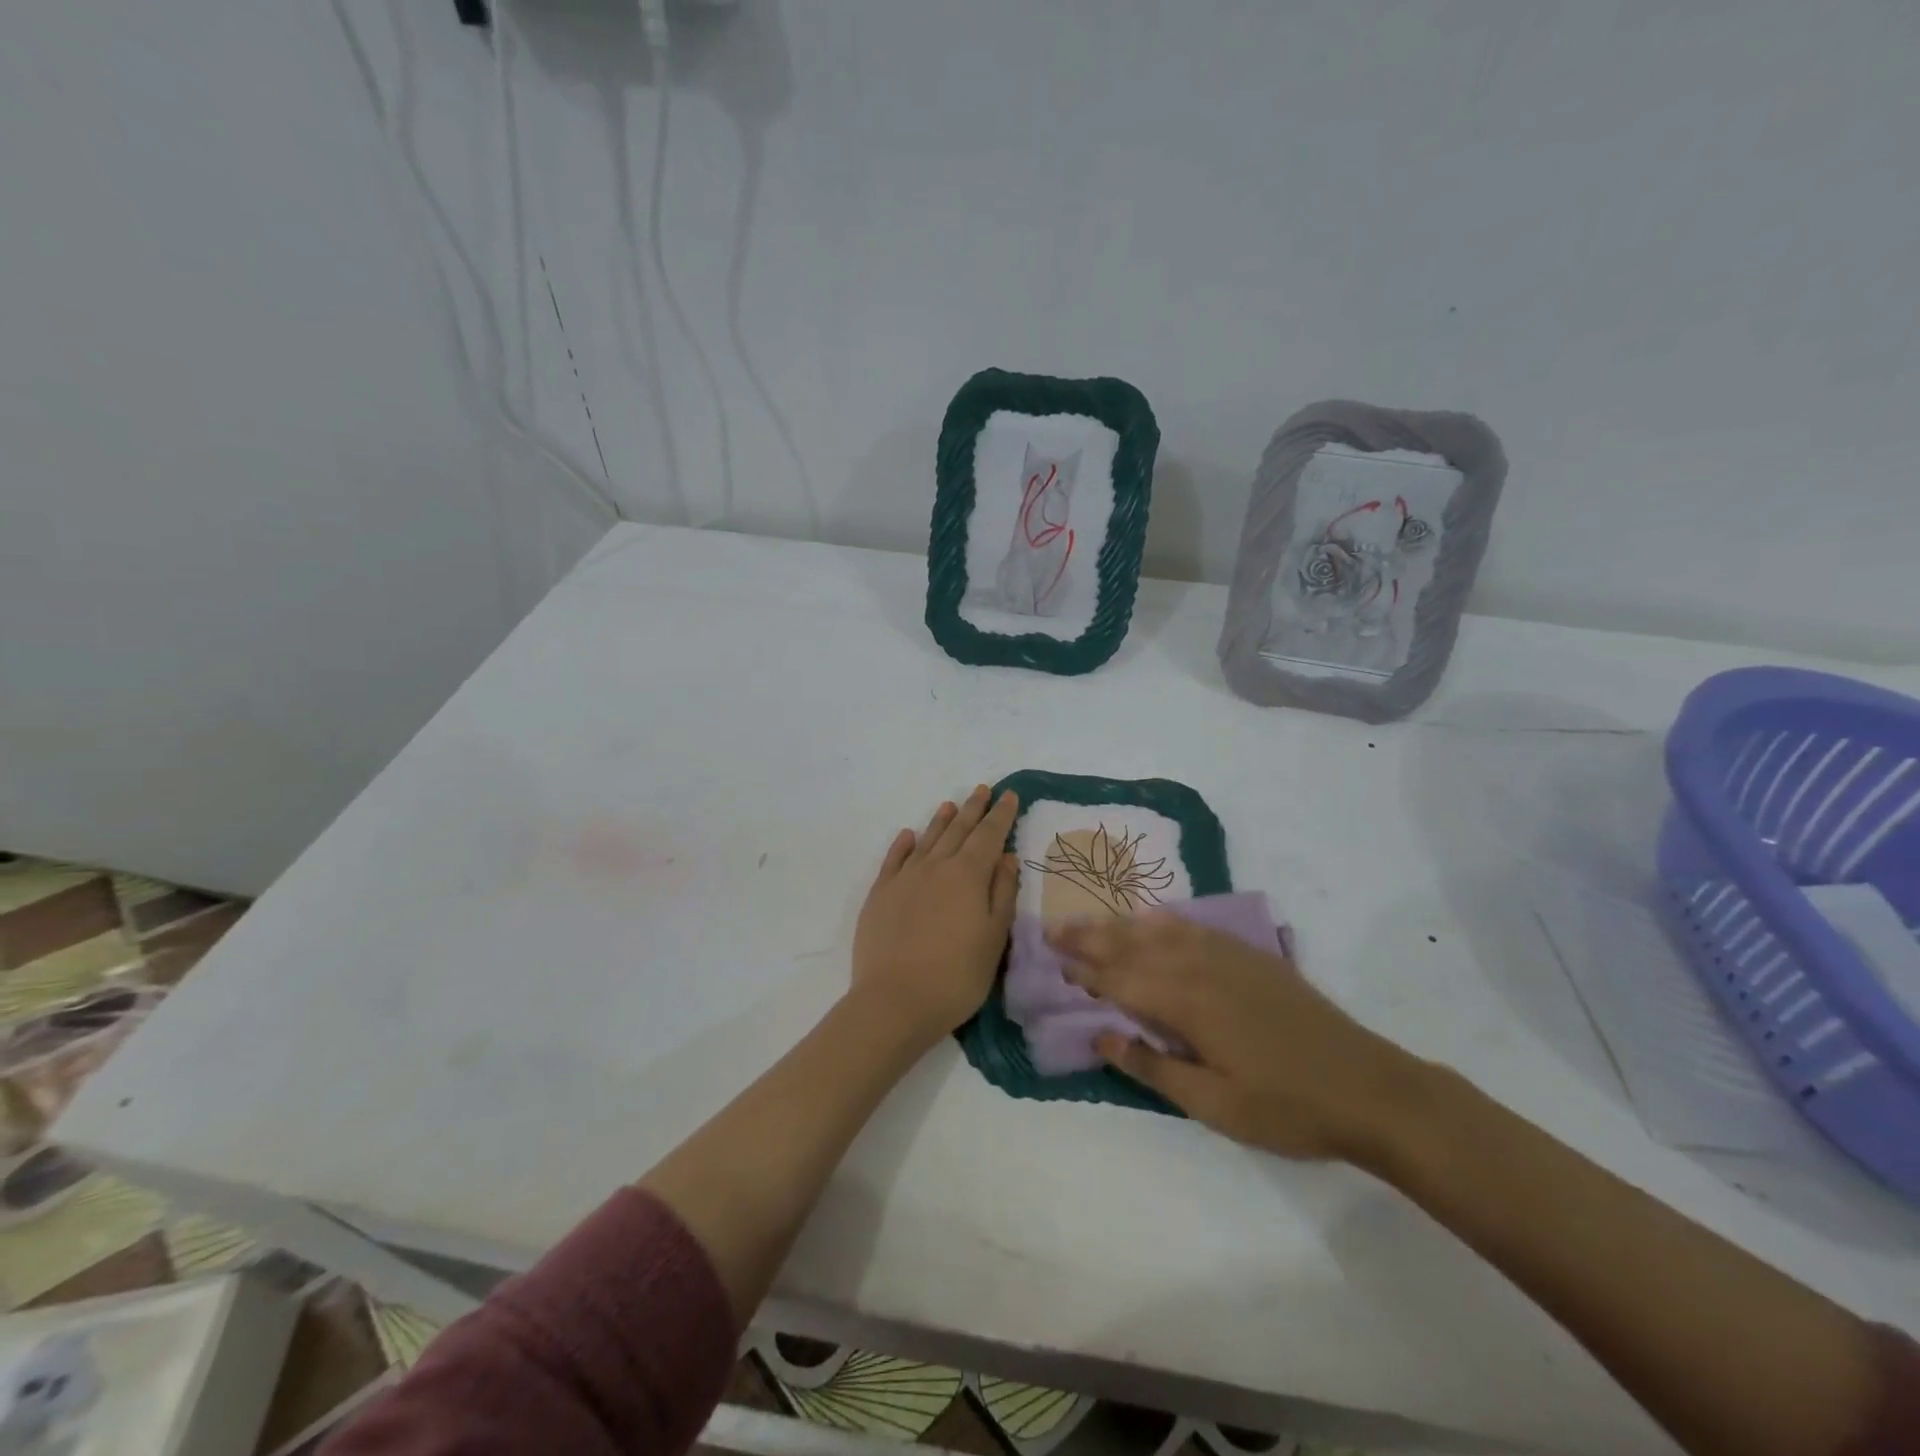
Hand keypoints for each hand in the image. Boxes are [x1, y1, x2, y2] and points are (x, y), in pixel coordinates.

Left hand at [851, 786, 1020, 1046]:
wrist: (894, 1001)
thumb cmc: (956, 976)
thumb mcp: (994, 938)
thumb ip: (1002, 893)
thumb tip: (1005, 857)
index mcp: (968, 876)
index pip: (989, 836)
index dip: (1000, 815)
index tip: (1009, 796)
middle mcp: (935, 867)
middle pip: (958, 830)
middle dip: (973, 809)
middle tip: (983, 790)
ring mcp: (904, 879)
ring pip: (927, 839)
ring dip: (941, 821)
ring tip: (950, 805)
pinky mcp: (880, 895)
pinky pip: (893, 860)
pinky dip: (903, 845)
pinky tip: (908, 836)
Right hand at [1048, 913, 1430, 1166]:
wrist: (1369, 1087)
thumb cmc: (1287, 1107)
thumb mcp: (1215, 1105)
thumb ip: (1154, 1066)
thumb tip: (1101, 1035)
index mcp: (1188, 1004)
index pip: (1122, 980)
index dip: (1087, 971)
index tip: (1055, 961)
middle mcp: (1201, 968)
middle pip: (1134, 946)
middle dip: (1091, 938)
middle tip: (1054, 929)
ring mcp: (1228, 956)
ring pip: (1160, 931)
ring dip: (1120, 925)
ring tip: (1089, 920)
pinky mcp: (1250, 956)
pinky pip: (1194, 927)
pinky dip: (1164, 920)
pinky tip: (1152, 918)